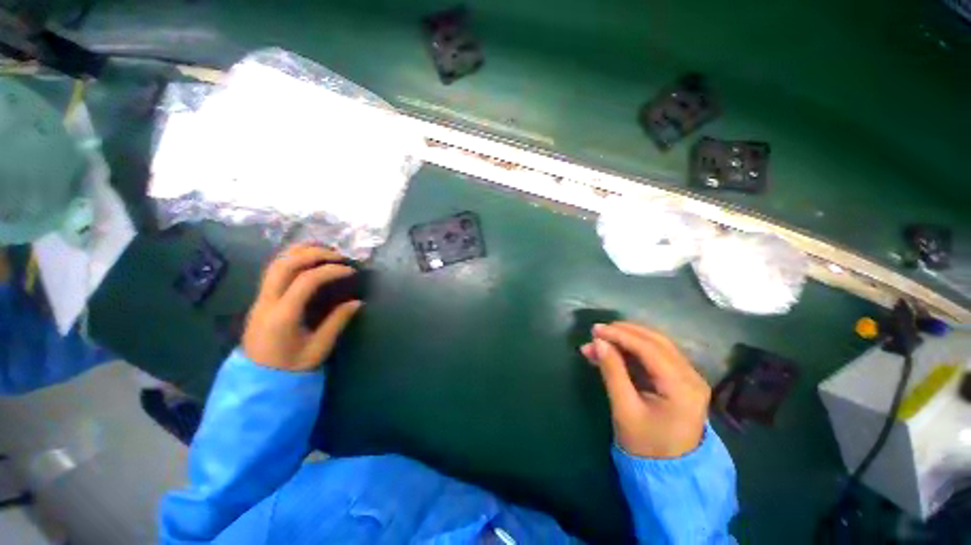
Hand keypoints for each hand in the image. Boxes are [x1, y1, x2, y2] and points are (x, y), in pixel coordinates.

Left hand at [242, 244, 362, 371]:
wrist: (257, 380)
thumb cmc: (290, 367)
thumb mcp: (319, 348)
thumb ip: (337, 322)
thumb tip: (358, 302)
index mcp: (282, 315)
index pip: (306, 280)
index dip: (331, 270)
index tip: (351, 271)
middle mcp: (267, 301)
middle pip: (285, 264)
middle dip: (314, 253)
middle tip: (338, 255)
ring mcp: (260, 299)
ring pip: (275, 263)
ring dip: (300, 252)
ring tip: (324, 250)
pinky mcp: (260, 299)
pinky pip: (273, 270)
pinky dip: (291, 259)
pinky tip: (307, 260)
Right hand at [581, 322, 710, 458]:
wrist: (670, 475)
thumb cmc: (646, 446)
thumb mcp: (624, 409)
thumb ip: (612, 372)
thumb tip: (598, 342)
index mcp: (682, 387)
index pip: (650, 349)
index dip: (621, 335)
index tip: (595, 329)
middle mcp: (691, 377)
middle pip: (656, 342)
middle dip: (624, 333)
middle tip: (596, 331)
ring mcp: (689, 377)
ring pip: (655, 345)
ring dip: (627, 340)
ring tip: (599, 341)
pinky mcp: (680, 380)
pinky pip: (655, 356)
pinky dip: (632, 350)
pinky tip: (613, 351)